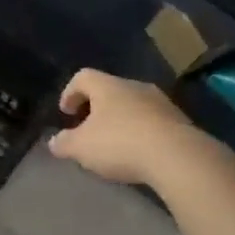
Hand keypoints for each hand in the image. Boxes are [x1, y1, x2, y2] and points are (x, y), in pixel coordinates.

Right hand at [47, 69, 204, 187]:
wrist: (179, 157)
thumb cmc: (120, 144)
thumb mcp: (81, 147)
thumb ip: (64, 143)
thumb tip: (54, 141)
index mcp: (108, 86)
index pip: (83, 77)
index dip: (70, 92)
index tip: (66, 113)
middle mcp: (135, 87)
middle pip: (109, 90)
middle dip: (96, 108)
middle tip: (88, 129)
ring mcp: (161, 103)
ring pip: (133, 105)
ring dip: (121, 120)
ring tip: (114, 144)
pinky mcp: (180, 121)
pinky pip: (152, 121)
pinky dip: (141, 132)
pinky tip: (138, 153)